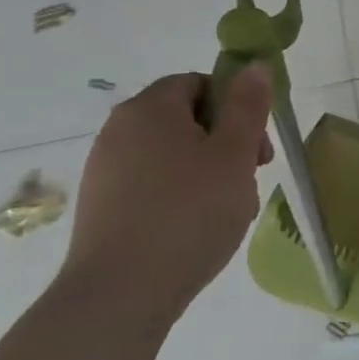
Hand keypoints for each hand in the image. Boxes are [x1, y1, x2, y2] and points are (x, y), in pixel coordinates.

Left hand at [60, 69, 273, 312]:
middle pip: (186, 118)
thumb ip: (247, 107)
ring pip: (173, 154)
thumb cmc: (189, 213)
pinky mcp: (102, 206)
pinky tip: (197, 227)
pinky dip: (181, 195)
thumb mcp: (234, 155)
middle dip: (225, 142)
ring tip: (227, 209)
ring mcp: (105, 170)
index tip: (256, 146)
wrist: (121, 294)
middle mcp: (119, 131)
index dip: (235, 106)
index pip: (199, 83)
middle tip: (249, 177)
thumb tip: (254, 65)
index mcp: (149, 109)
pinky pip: (153, 184)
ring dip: (207, 171)